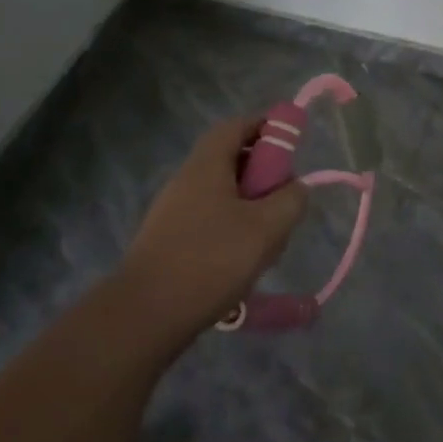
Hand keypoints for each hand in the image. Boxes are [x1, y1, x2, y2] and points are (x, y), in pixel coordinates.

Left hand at [117, 116, 307, 348]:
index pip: (236, 126)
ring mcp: (174, 212)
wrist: (146, 315)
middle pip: (232, 162)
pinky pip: (211, 222)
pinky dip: (233, 232)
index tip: (292, 142)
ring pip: (224, 197)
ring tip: (269, 244)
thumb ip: (290, 200)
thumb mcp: (266, 227)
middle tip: (286, 201)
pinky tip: (244, 264)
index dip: (266, 126)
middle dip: (264, 177)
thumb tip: (296, 187)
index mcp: (206, 166)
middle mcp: (186, 181)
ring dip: (252, 210)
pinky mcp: (170, 241)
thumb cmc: (211, 259)